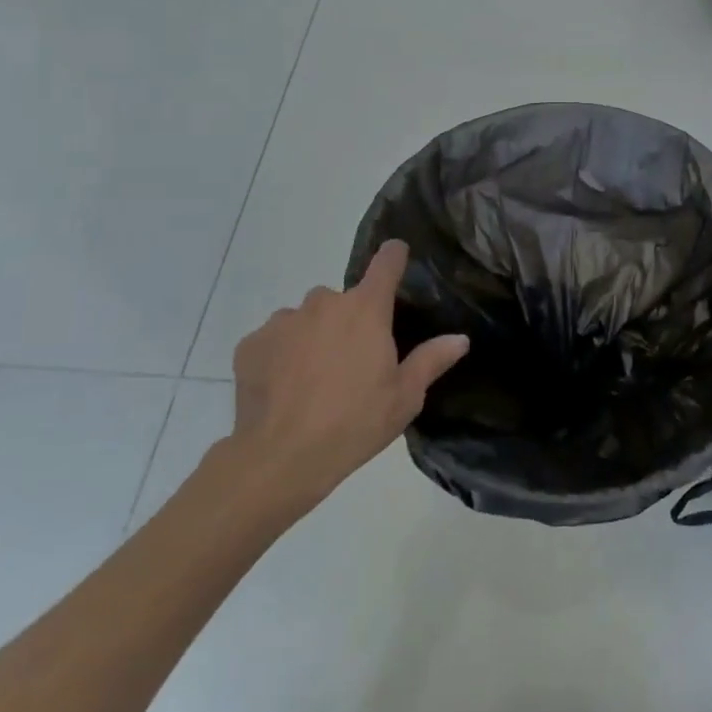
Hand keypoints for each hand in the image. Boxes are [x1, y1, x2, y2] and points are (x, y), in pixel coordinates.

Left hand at [218, 240, 468, 520]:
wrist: (280, 458)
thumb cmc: (354, 423)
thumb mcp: (404, 397)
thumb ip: (431, 360)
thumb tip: (460, 338)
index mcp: (366, 309)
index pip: (386, 263)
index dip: (394, 256)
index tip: (397, 253)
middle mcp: (324, 303)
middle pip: (343, 299)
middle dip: (349, 320)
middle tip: (353, 360)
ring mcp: (283, 321)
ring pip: (305, 318)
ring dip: (313, 336)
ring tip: (313, 378)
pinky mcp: (251, 344)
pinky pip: (273, 339)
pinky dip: (281, 355)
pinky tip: (284, 388)